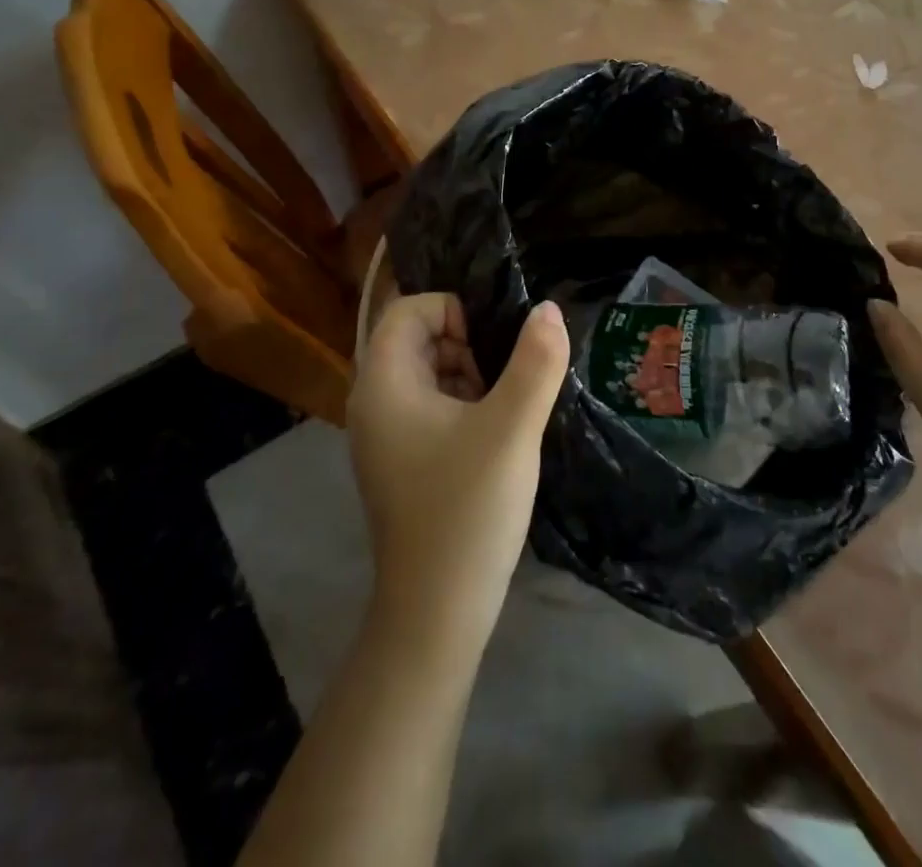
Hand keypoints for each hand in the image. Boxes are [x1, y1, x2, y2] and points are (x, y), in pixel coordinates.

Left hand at [348, 295, 569, 653]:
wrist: (436, 613)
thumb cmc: (468, 509)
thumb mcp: (512, 428)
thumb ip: (536, 362)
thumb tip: (548, 310)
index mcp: (384, 384)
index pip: (408, 310)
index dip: (453, 311)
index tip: (492, 346)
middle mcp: (373, 402)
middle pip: (416, 339)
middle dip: (466, 345)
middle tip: (504, 380)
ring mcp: (383, 436)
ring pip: (427, 373)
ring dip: (468, 376)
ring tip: (504, 410)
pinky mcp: (400, 461)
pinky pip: (428, 407)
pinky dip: (462, 406)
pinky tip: (493, 437)